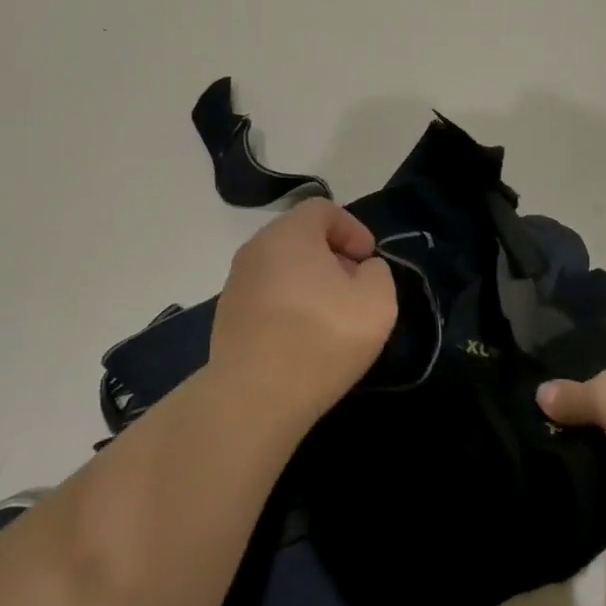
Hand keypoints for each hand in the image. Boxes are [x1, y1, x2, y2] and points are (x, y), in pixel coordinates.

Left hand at [209, 200, 398, 423]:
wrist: (254, 397)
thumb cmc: (321, 337)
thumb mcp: (377, 300)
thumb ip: (378, 273)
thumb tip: (360, 271)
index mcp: (289, 234)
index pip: (323, 209)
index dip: (353, 228)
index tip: (368, 261)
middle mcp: (256, 249)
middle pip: (300, 237)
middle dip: (332, 256)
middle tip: (354, 288)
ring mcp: (236, 284)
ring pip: (282, 268)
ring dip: (310, 283)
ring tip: (331, 317)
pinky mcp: (227, 318)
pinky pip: (267, 296)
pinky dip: (288, 306)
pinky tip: (303, 339)